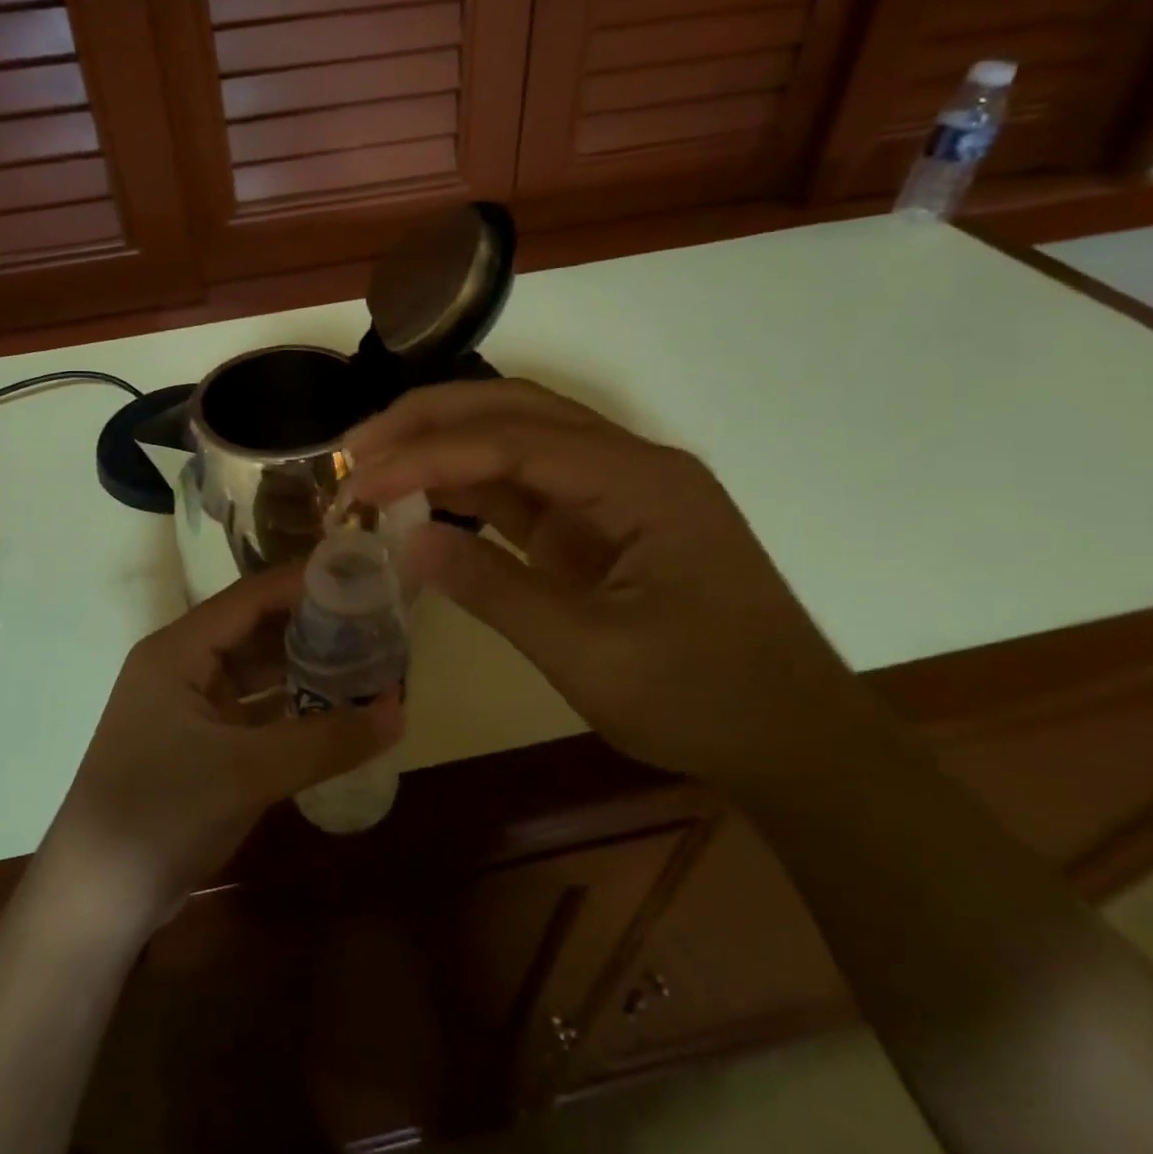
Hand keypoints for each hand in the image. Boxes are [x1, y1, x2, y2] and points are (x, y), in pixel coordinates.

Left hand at [37, 567, 402, 933]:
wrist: (94, 902)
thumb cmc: (162, 814)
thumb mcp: (248, 772)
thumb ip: (326, 740)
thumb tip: (400, 711)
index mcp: (177, 650)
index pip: (251, 598)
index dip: (305, 585)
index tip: (361, 579)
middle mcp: (180, 665)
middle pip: (255, 629)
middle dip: (311, 626)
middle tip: (374, 623)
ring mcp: (187, 706)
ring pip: (255, 671)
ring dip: (303, 668)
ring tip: (364, 660)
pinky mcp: (197, 743)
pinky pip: (252, 709)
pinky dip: (289, 707)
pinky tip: (333, 710)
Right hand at [346, 379, 851, 787]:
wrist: (795, 742)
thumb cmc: (705, 701)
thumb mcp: (591, 656)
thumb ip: (495, 591)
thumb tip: (407, 543)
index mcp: (639, 482)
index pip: (513, 441)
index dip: (429, 454)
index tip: (362, 480)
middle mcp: (628, 465)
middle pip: (515, 411)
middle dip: (430, 420)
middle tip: (357, 445)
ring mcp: (614, 492)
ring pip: (516, 439)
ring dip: (444, 446)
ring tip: (374, 462)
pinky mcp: (600, 524)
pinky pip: (524, 487)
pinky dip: (469, 488)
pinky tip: (422, 498)